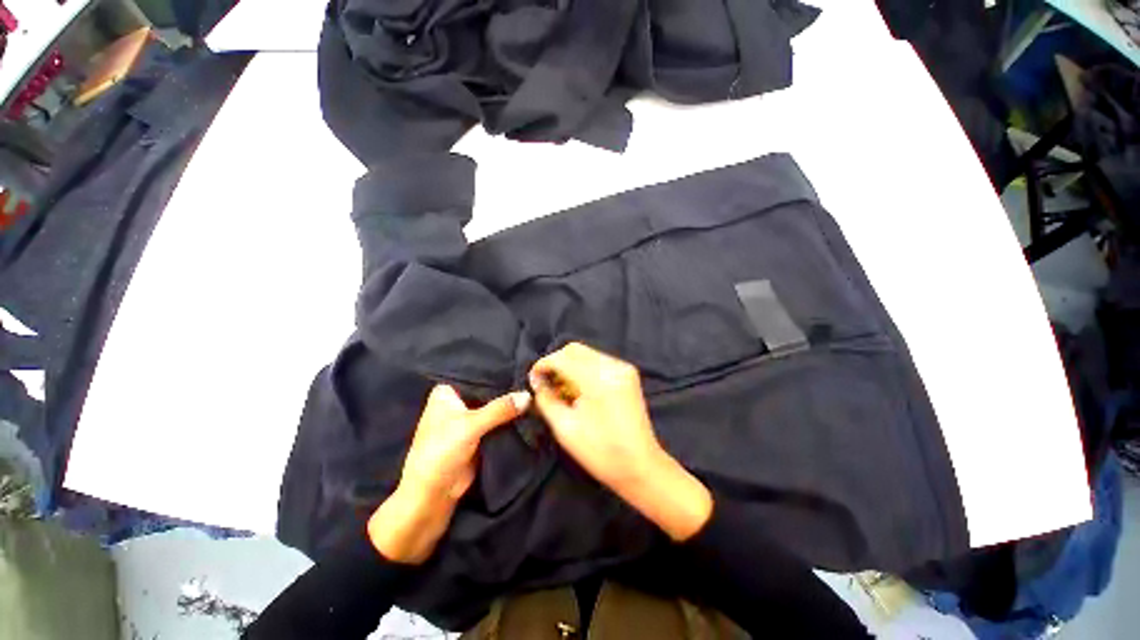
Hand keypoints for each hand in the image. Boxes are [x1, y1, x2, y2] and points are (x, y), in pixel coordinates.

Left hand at [368, 385, 529, 563]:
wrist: (434, 495)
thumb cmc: (441, 453)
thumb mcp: (471, 426)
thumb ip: (500, 409)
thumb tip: (529, 395)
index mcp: (447, 392)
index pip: (477, 374)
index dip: (498, 370)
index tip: (522, 364)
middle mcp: (458, 401)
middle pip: (488, 389)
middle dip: (508, 387)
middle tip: (533, 377)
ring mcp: (470, 417)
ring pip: (495, 405)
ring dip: (511, 403)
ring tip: (536, 389)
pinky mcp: (480, 432)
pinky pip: (499, 420)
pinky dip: (511, 417)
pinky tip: (530, 407)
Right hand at [529, 343, 711, 540]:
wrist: (641, 466)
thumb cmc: (601, 452)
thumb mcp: (565, 428)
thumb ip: (546, 400)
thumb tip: (537, 382)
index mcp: (598, 380)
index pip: (563, 358)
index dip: (543, 365)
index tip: (533, 379)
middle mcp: (613, 366)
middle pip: (575, 349)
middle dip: (556, 362)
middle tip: (545, 382)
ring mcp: (623, 368)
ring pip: (586, 353)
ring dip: (569, 365)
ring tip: (561, 387)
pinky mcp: (628, 373)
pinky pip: (598, 361)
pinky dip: (583, 368)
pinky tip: (578, 387)